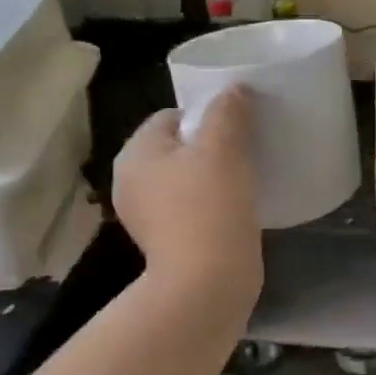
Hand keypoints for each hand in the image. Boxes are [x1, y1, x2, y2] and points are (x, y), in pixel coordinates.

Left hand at [113, 88, 261, 305]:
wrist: (206, 283)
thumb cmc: (210, 207)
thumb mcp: (223, 147)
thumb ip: (227, 110)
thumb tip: (232, 90)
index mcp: (135, 154)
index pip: (170, 116)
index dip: (206, 116)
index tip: (237, 129)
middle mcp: (131, 182)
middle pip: (177, 148)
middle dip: (210, 147)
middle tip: (245, 153)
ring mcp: (145, 216)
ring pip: (185, 180)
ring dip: (213, 177)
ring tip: (244, 182)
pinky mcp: (165, 243)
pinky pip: (190, 208)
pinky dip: (210, 205)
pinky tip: (234, 211)